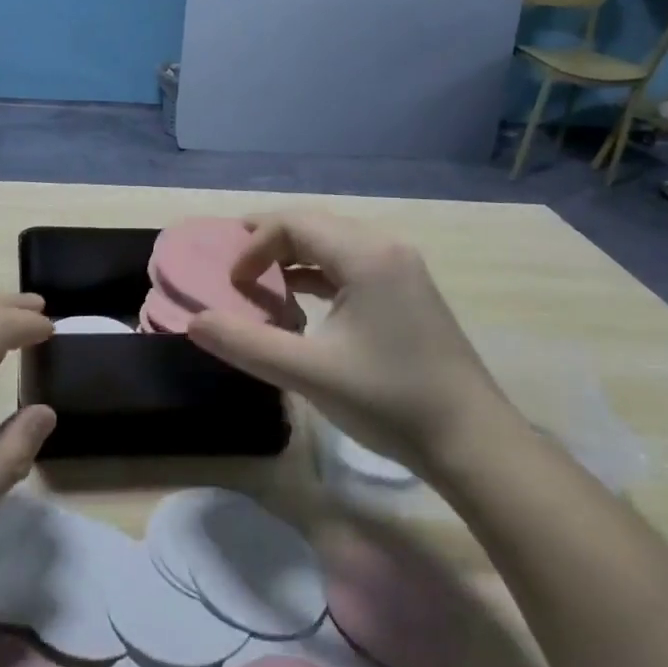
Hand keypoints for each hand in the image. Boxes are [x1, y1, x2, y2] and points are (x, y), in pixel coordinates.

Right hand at [188, 215, 508, 471]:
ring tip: (261, 285)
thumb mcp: (309, 373)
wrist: (473, 442)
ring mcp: (402, 268)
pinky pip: (352, 265)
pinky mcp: (408, 291)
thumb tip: (194, 322)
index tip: (232, 283)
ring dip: (294, 259)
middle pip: (314, 226)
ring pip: (333, 244)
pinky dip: (319, 275)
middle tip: (235, 272)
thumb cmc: (389, 401)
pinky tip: (302, 304)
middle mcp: (386, 247)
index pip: (293, 224)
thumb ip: (246, 343)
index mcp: (365, 254)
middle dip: (269, 244)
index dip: (254, 246)